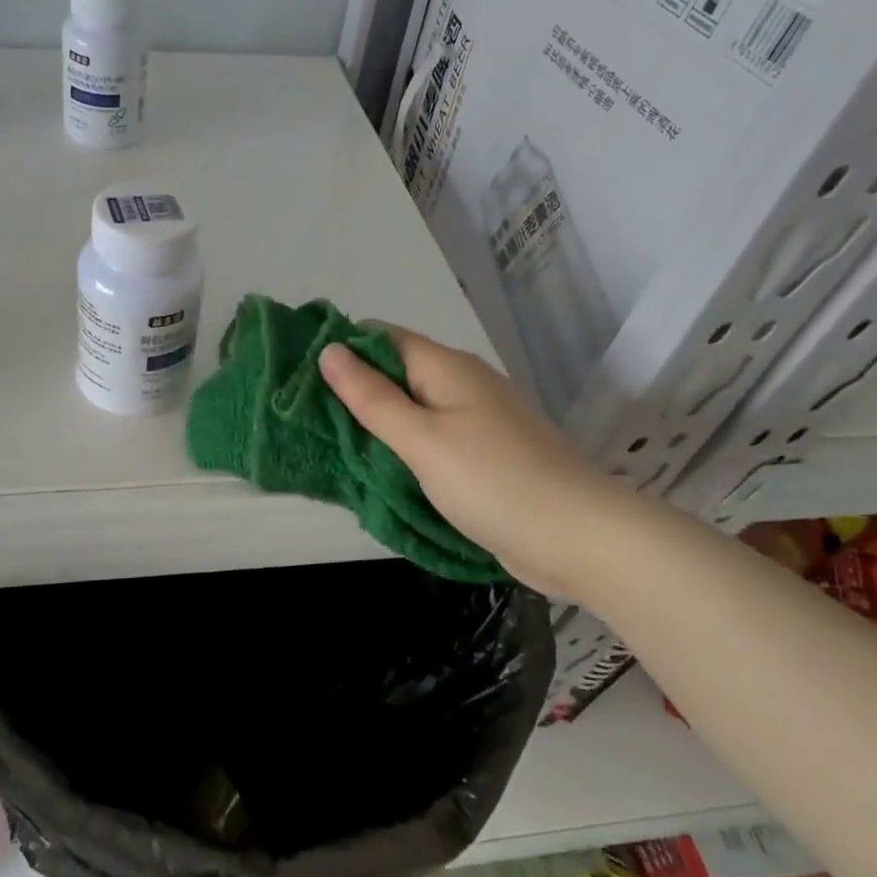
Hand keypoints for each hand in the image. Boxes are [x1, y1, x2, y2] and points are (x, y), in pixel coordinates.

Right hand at [318, 327, 616, 598]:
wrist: (578, 538)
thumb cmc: (493, 482)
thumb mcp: (422, 440)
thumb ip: (373, 398)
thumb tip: (330, 350)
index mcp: (448, 368)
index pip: (383, 337)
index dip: (342, 348)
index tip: (298, 375)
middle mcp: (463, 384)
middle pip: (397, 372)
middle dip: (353, 390)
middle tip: (304, 417)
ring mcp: (477, 420)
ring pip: (413, 408)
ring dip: (376, 423)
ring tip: (328, 442)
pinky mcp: (485, 455)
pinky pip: (431, 439)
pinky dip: (402, 448)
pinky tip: (377, 467)